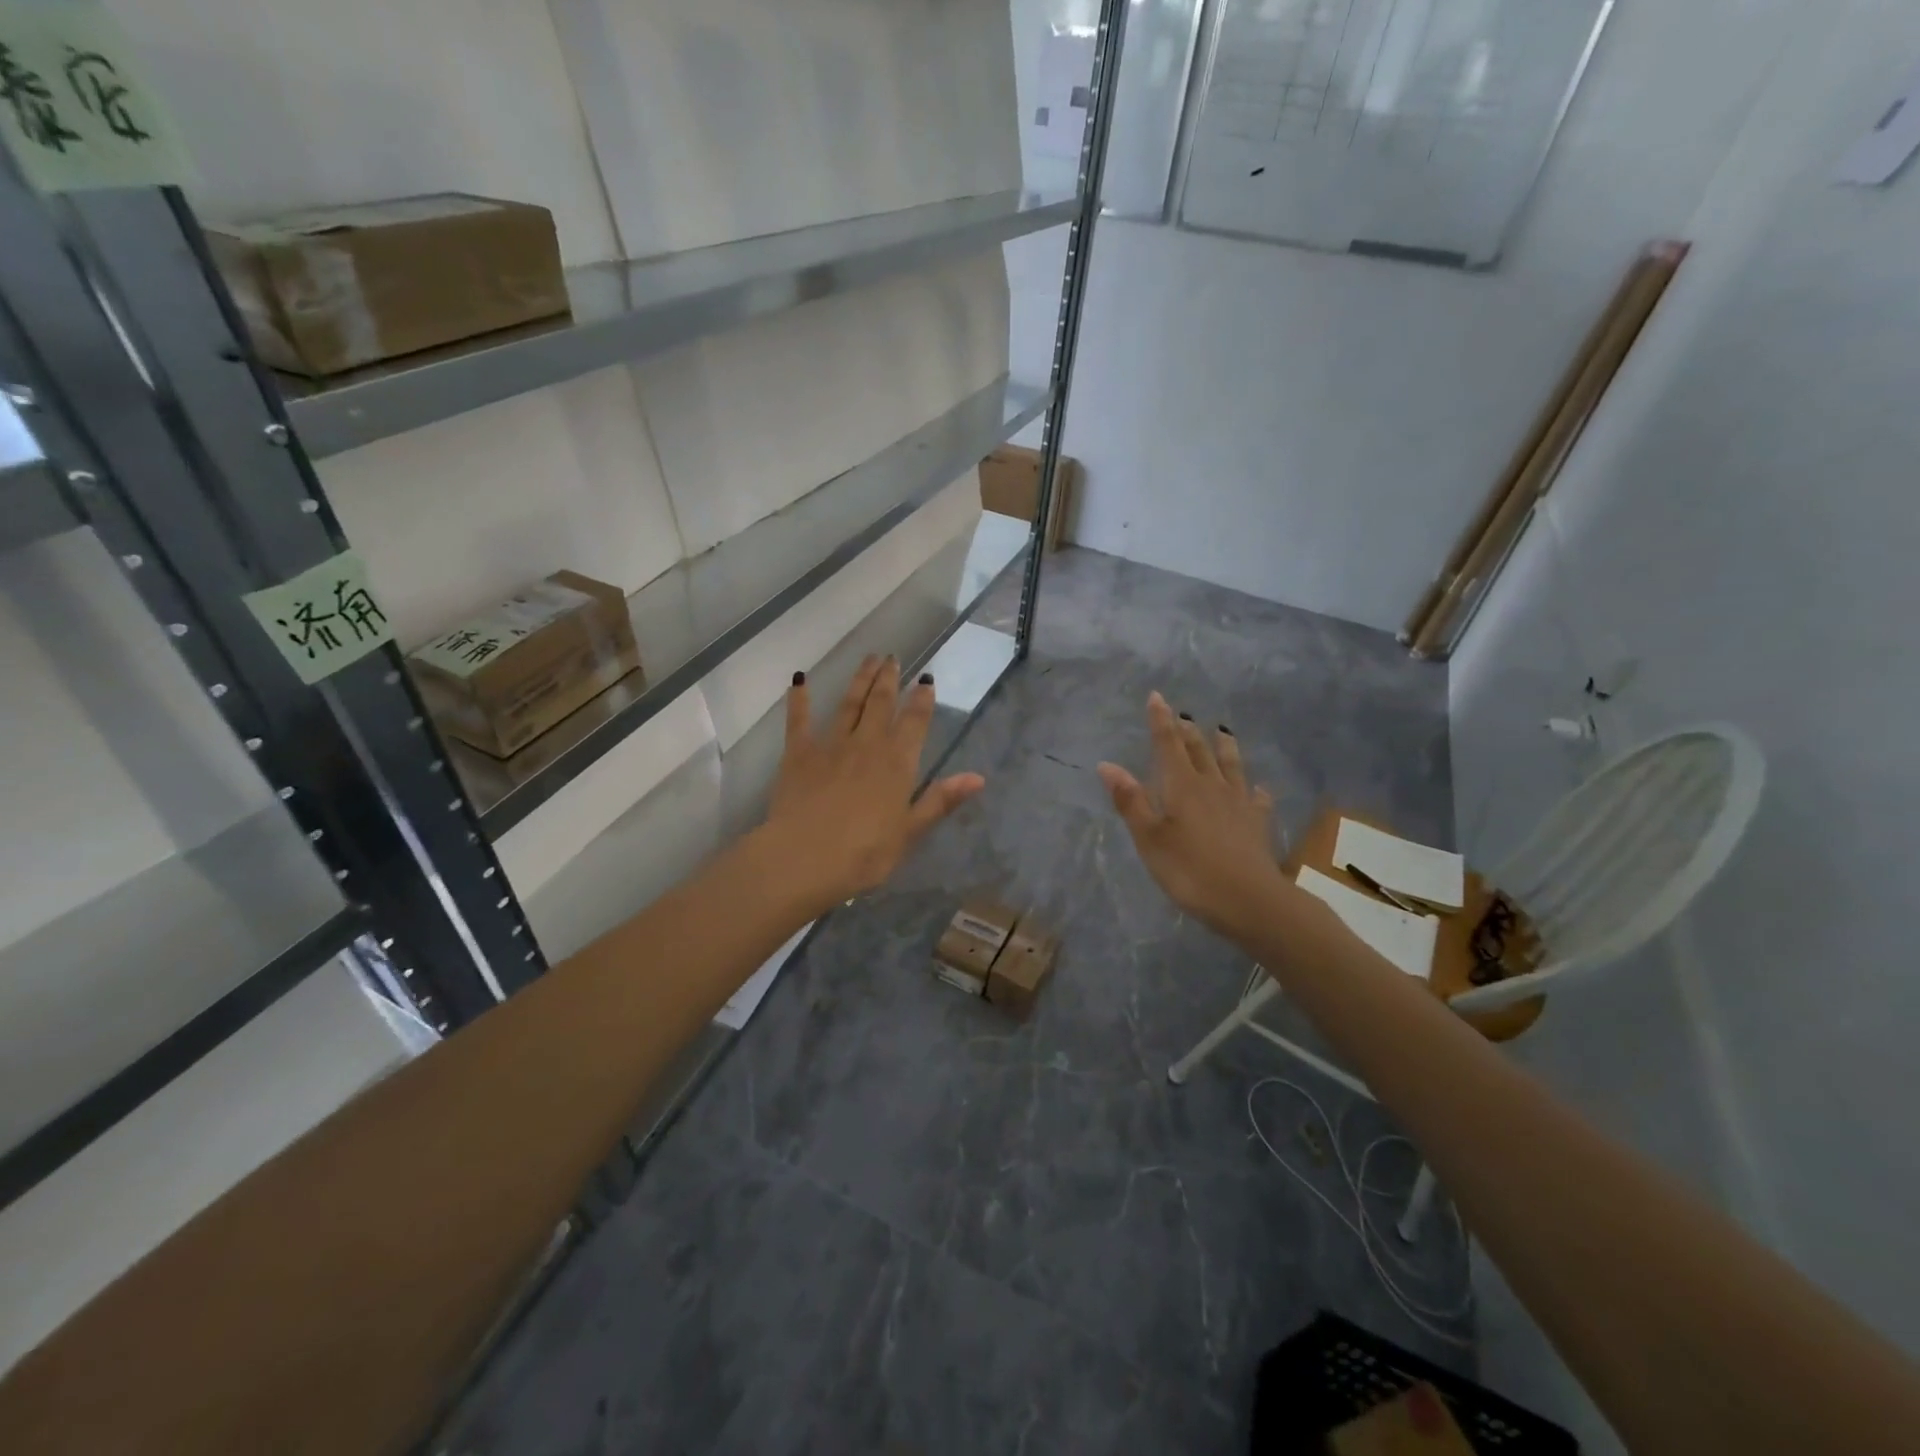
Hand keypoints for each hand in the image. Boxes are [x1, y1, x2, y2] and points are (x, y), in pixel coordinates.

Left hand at [760, 655, 985, 913]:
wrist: (804, 859)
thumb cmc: (864, 854)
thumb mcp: (909, 832)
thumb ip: (940, 800)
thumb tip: (978, 778)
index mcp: (897, 763)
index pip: (915, 722)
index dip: (922, 699)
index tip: (926, 679)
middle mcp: (867, 744)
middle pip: (881, 703)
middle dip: (889, 679)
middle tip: (892, 657)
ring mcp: (830, 745)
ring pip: (848, 703)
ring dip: (859, 680)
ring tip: (868, 659)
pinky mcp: (798, 753)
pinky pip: (799, 719)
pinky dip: (800, 699)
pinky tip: (799, 680)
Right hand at [1097, 693, 1286, 943]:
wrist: (1249, 900)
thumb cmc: (1189, 870)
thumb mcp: (1150, 839)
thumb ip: (1130, 801)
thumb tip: (1107, 764)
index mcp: (1181, 786)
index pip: (1168, 744)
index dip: (1161, 720)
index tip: (1157, 697)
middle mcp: (1211, 786)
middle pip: (1199, 750)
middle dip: (1188, 731)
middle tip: (1183, 715)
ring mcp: (1238, 803)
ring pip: (1231, 766)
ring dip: (1224, 747)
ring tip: (1223, 731)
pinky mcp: (1257, 824)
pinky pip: (1256, 799)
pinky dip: (1255, 790)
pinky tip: (1257, 789)